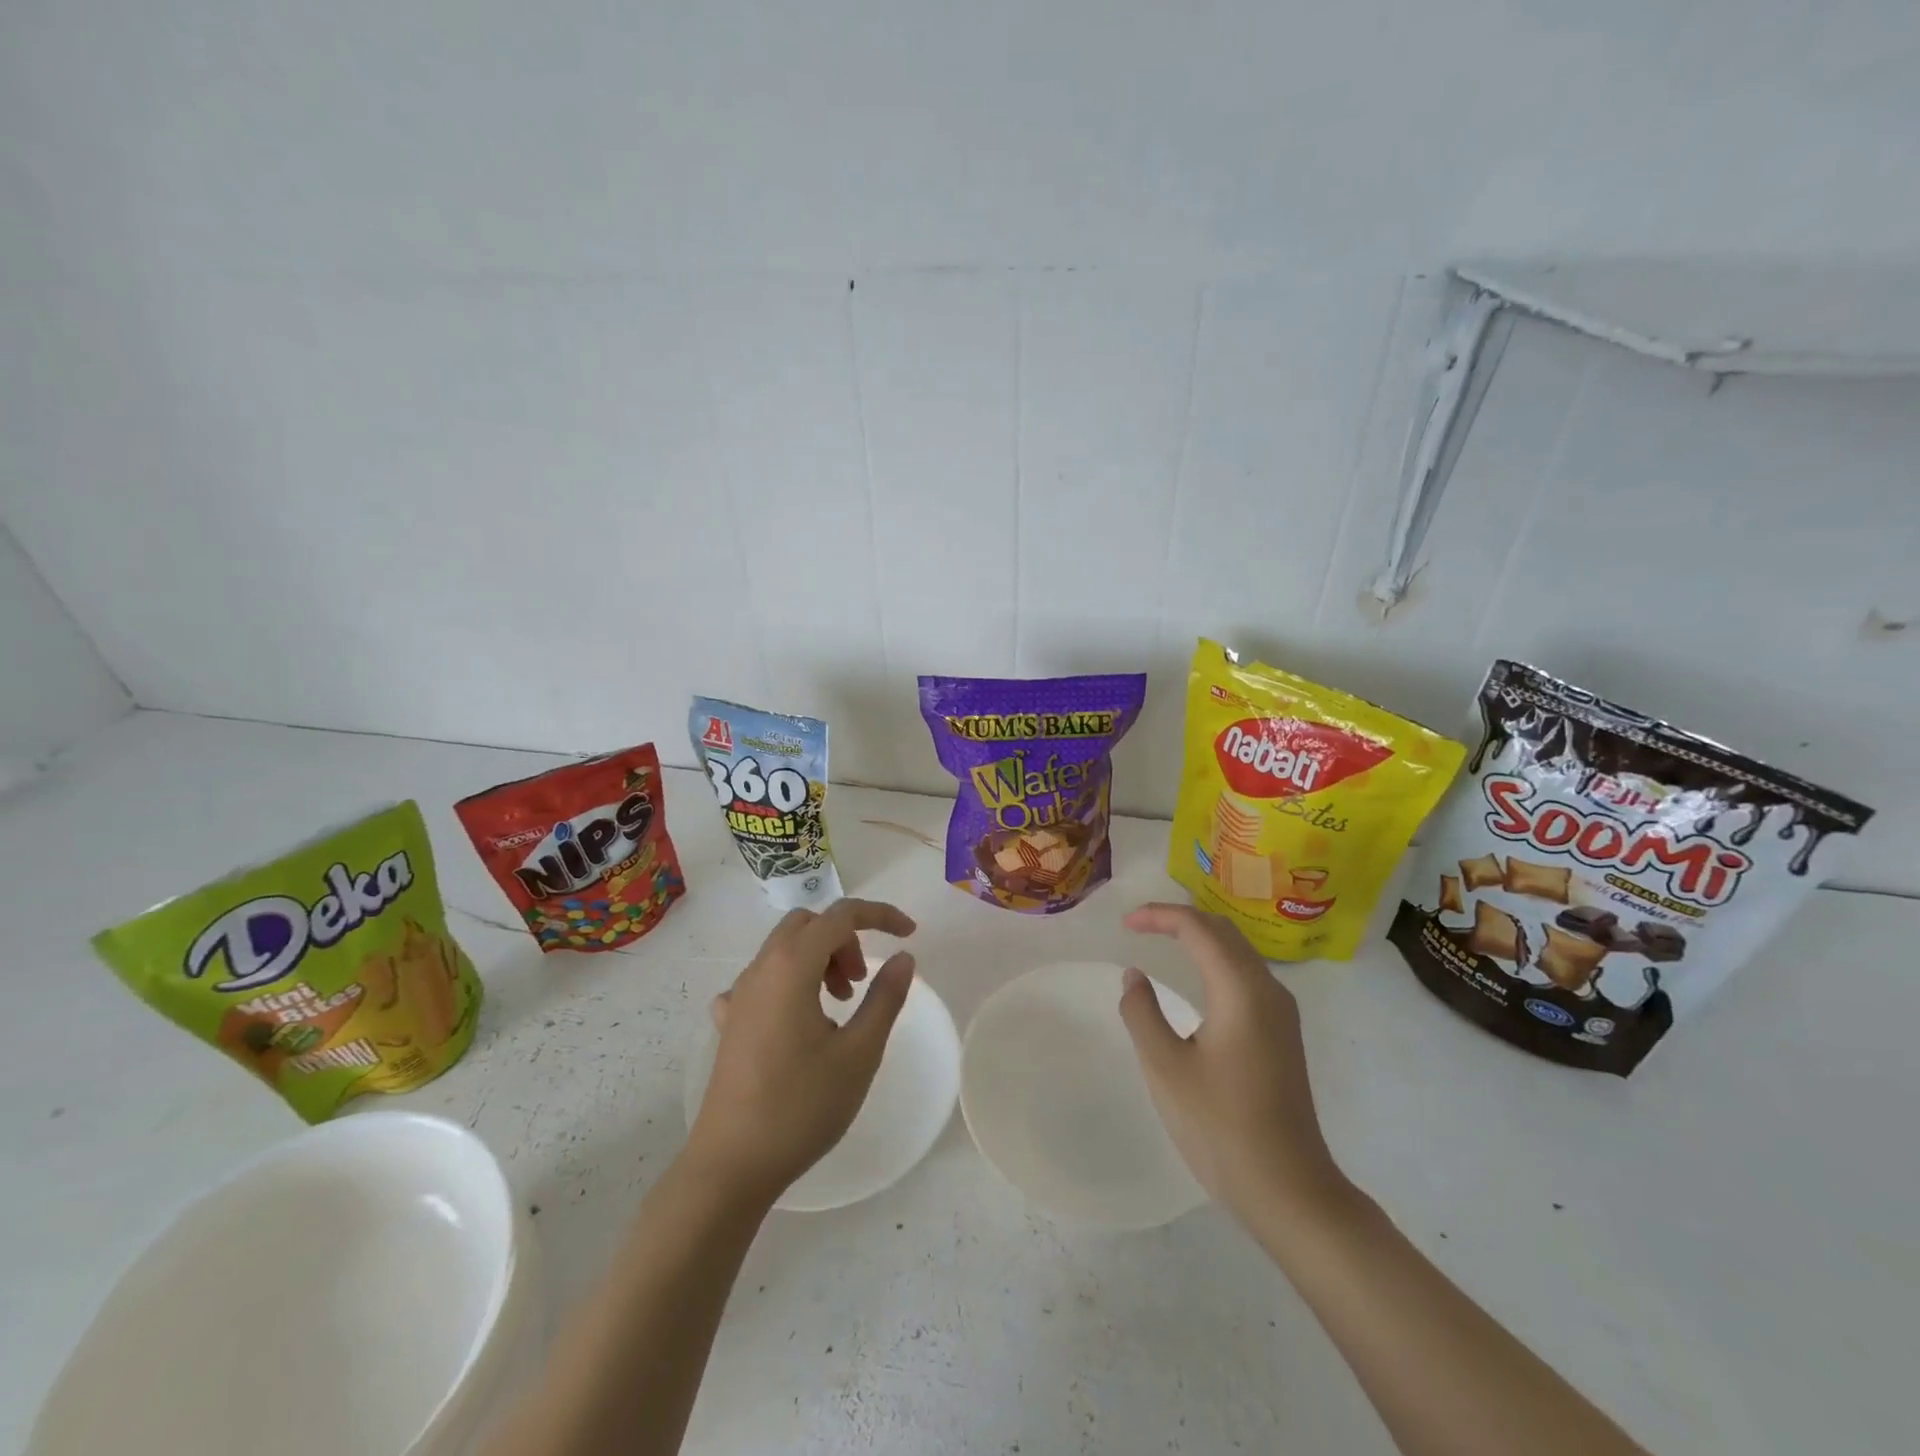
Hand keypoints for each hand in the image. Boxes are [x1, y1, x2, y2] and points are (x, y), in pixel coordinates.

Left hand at [685, 899, 916, 1208]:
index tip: (910, 934)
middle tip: (862, 982)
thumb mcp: (859, 1052)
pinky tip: (799, 1023)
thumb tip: (904, 957)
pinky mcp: (729, 1023)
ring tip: (840, 1007)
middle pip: (808, 925)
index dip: (880, 915)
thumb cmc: (802, 1106)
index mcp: (792, 967)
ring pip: (784, 950)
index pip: (840, 915)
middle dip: (844, 939)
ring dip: (819, 960)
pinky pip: (764, 981)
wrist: (731, 1165)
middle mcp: (760, 970)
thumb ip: (885, 997)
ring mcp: (739, 996)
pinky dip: (792, 983)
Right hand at [1119, 903, 1353, 1222]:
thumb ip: (1142, 1012)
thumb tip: (1134, 975)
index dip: (1159, 916)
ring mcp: (1281, 1012)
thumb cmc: (1220, 1127)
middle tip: (1139, 926)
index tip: (1125, 923)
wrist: (1289, 1190)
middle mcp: (1268, 990)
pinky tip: (1197, 978)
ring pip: (1238, 952)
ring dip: (1200, 937)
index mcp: (1241, 990)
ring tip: (1162, 941)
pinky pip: (1247, 975)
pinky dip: (1216, 960)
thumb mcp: (1165, 1068)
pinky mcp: (1284, 1033)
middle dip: (1180, 919)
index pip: (1198, 928)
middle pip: (1223, 932)